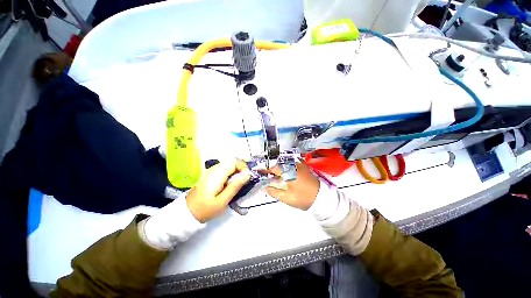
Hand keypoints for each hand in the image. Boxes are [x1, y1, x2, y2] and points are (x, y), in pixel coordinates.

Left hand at [186, 159, 249, 222]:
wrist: (187, 212)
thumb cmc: (205, 209)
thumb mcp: (222, 201)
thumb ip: (235, 186)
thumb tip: (247, 175)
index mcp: (217, 174)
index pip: (234, 161)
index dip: (243, 167)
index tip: (246, 177)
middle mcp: (214, 169)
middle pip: (232, 161)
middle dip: (240, 168)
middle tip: (243, 181)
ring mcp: (211, 171)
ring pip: (228, 164)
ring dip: (236, 171)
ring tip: (238, 183)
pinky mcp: (210, 174)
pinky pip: (224, 169)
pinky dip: (230, 173)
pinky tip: (230, 183)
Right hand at [265, 161, 319, 210]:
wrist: (322, 198)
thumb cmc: (303, 198)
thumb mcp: (287, 197)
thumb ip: (274, 192)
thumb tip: (265, 188)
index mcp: (288, 172)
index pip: (273, 168)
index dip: (266, 170)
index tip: (260, 171)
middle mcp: (293, 165)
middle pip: (279, 165)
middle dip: (272, 169)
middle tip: (268, 175)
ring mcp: (300, 165)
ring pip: (285, 164)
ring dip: (279, 168)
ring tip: (276, 175)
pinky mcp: (304, 167)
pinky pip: (292, 164)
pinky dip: (287, 167)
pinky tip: (286, 173)